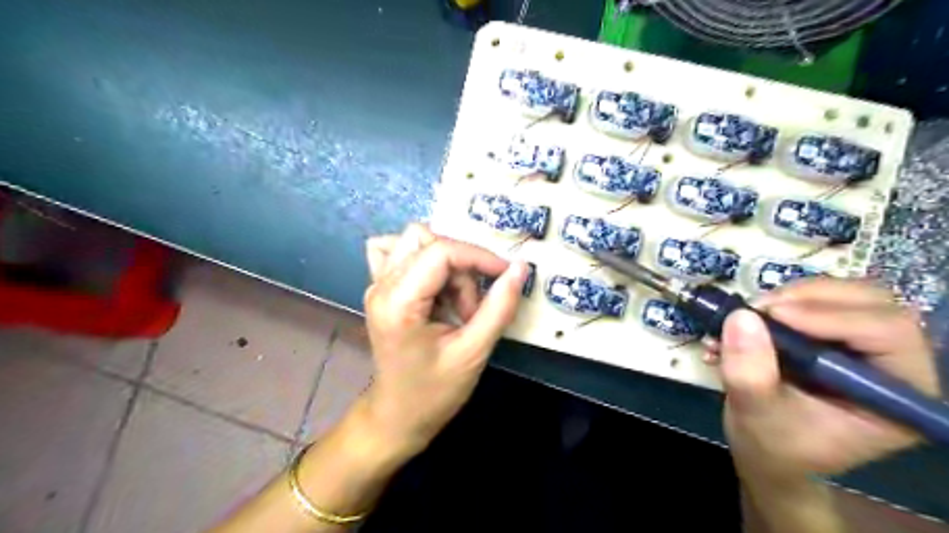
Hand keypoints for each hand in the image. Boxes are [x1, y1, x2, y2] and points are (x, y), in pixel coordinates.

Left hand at [363, 225, 529, 456]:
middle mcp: (381, 285)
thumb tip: (520, 268)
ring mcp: (377, 284)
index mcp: (398, 303)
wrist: (397, 416)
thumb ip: (499, 307)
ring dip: (447, 265)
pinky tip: (434, 286)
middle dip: (462, 266)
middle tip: (472, 306)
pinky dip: (424, 260)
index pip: (441, 252)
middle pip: (427, 239)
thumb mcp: (473, 352)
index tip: (506, 274)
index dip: (479, 256)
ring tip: (455, 304)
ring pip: (416, 241)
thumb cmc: (434, 392)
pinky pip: (399, 252)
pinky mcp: (382, 288)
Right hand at [712, 278, 939, 483]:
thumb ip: (750, 373)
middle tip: (759, 308)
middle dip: (809, 298)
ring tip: (747, 316)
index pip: (889, 333)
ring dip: (789, 297)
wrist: (766, 450)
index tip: (773, 315)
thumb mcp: (757, 414)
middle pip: (870, 302)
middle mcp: (891, 363)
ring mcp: (862, 345)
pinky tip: (745, 321)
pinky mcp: (832, 334)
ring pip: (841, 294)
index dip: (832, 316)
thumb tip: (741, 316)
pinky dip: (776, 302)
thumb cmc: (774, 445)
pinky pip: (813, 299)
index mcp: (898, 395)